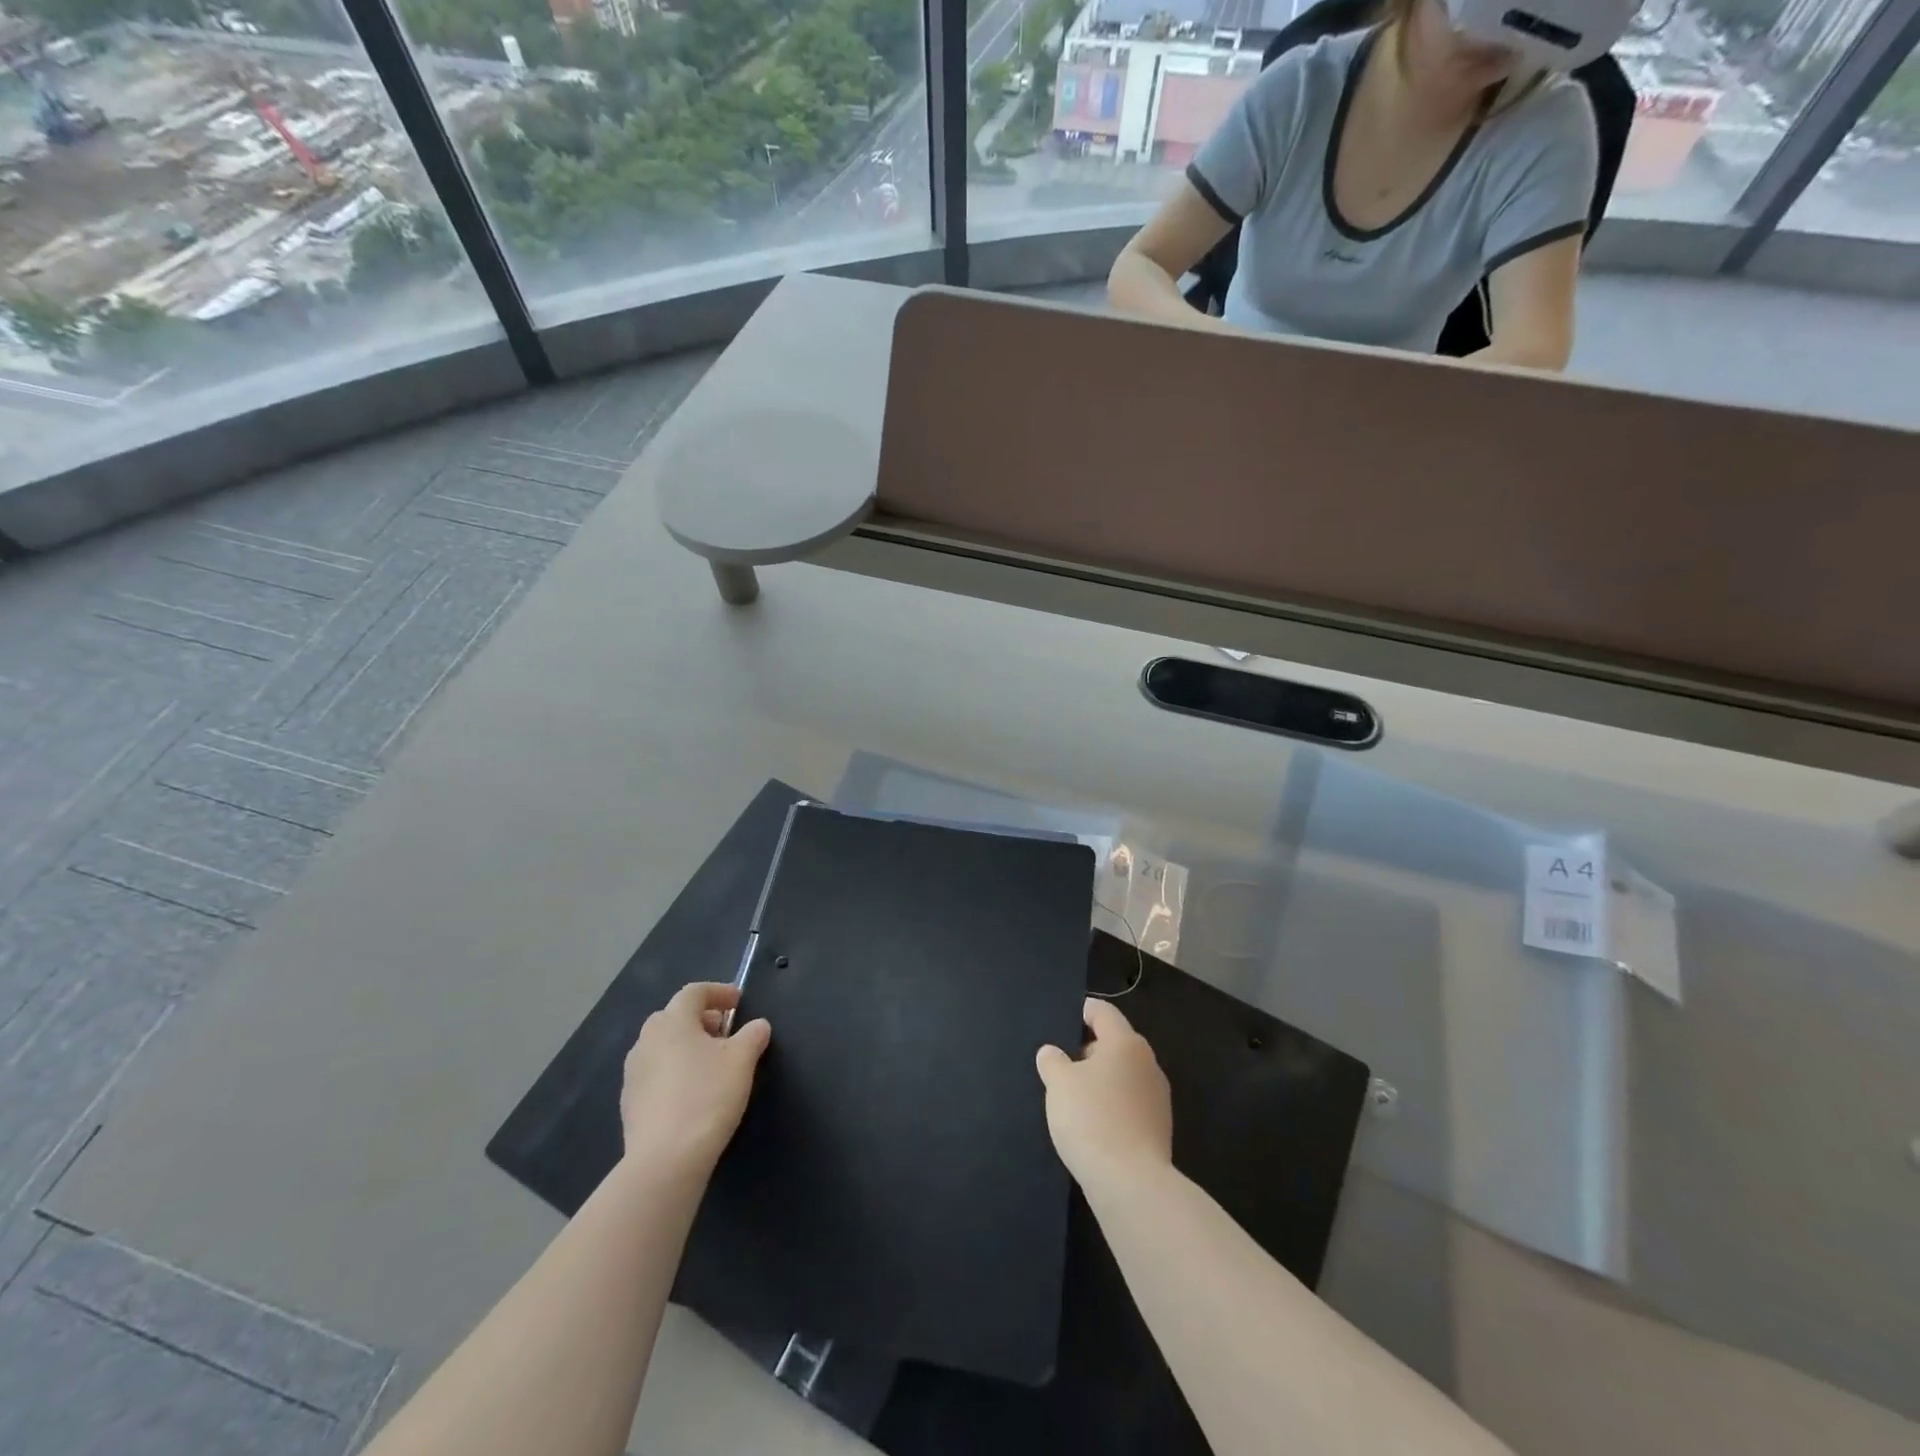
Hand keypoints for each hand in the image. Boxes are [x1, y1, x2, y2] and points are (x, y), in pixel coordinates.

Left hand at [621, 982, 770, 1173]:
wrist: (665, 1160)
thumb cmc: (707, 1096)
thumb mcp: (742, 1060)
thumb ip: (753, 1035)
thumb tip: (758, 1025)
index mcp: (672, 1021)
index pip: (694, 992)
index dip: (719, 992)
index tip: (739, 1002)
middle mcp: (646, 1040)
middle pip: (675, 1016)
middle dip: (702, 1019)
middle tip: (726, 1033)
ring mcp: (633, 1072)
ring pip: (663, 1045)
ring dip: (687, 1046)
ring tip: (711, 1064)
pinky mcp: (629, 1102)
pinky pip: (655, 1073)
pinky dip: (675, 1071)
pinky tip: (692, 1093)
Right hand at [1036, 998, 1172, 1187]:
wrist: (1131, 1184)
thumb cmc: (1091, 1119)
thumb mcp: (1059, 1084)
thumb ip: (1052, 1061)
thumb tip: (1052, 1052)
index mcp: (1125, 1042)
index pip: (1103, 1012)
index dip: (1081, 1011)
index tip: (1062, 1020)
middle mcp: (1147, 1062)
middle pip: (1115, 1043)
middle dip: (1088, 1049)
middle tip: (1061, 1063)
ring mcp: (1157, 1096)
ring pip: (1123, 1074)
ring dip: (1101, 1079)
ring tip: (1073, 1095)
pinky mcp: (1159, 1126)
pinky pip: (1130, 1102)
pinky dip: (1112, 1103)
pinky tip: (1093, 1122)